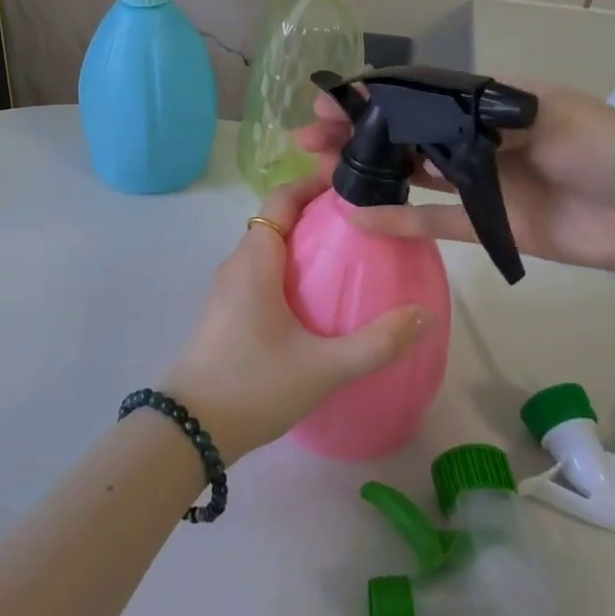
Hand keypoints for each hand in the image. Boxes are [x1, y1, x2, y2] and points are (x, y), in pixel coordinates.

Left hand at [162, 175, 428, 460]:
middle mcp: (237, 264)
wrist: (190, 431)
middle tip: (363, 224)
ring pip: (268, 249)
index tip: (351, 185)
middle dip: (316, 214)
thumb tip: (423, 315)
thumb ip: (377, 343)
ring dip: (302, 244)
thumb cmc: (254, 386)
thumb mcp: (323, 368)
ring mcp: (227, 290)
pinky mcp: (226, 313)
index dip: (312, 184)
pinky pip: (261, 274)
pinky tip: (317, 300)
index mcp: (254, 259)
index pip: (281, 199)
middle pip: (277, 220)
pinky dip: (289, 271)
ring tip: (348, 258)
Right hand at [295, 83, 614, 298]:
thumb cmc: (611, 150)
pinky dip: (400, 221)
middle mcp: (476, 139)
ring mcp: (480, 184)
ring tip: (323, 172)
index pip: (417, 96)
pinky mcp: (489, 225)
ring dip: (369, 172)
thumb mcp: (551, 113)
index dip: (372, 99)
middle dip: (357, 134)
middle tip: (310, 140)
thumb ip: (482, 114)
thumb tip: (419, 111)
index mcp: (490, 103)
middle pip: (405, 134)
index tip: (331, 103)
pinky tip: (360, 217)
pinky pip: (435, 222)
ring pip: (411, 175)